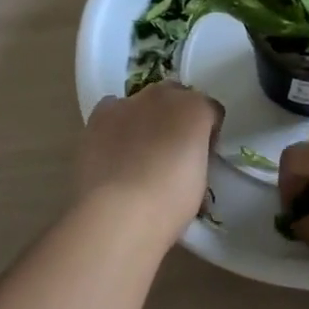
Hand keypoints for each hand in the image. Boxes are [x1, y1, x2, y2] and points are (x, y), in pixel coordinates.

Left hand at [78, 82, 223, 235]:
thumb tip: (187, 160)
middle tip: (173, 150)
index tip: (204, 155)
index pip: (211, 110)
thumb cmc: (168, 204)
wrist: (115, 213)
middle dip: (177, 117)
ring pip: (143, 102)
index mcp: (195, 109)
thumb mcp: (200, 184)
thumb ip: (197, 158)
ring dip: (146, 118)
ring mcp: (127, 103)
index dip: (208, 132)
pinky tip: (114, 151)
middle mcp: (162, 96)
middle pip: (176, 96)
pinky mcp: (97, 116)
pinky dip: (116, 125)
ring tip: (140, 153)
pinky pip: (113, 112)